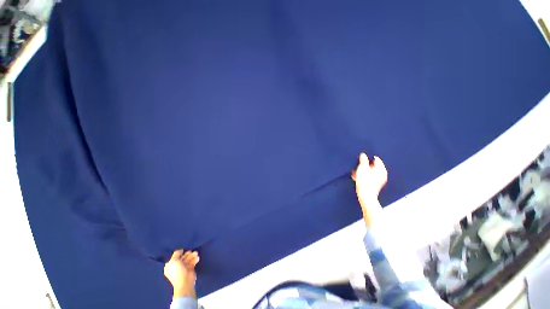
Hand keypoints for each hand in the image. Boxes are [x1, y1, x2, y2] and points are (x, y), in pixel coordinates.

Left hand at [164, 250, 199, 298]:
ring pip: (188, 259)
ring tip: (196, 253)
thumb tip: (180, 250)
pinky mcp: (190, 269)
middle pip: (183, 258)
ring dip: (192, 256)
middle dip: (188, 254)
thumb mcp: (173, 261)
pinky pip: (193, 262)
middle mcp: (176, 266)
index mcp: (170, 266)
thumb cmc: (177, 271)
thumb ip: (176, 254)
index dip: (179, 253)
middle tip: (192, 252)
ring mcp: (184, 268)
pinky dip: (195, 259)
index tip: (184, 250)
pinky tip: (197, 258)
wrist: (185, 282)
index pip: (175, 257)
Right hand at [352, 153, 387, 226]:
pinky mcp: (375, 185)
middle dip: (364, 165)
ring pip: (370, 172)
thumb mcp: (362, 168)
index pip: (376, 159)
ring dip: (362, 171)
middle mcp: (382, 174)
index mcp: (381, 169)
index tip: (361, 159)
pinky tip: (356, 177)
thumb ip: (363, 160)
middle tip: (358, 166)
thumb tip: (363, 155)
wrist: (365, 195)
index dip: (368, 158)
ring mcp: (379, 180)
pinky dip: (363, 176)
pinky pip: (369, 177)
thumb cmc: (365, 182)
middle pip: (372, 166)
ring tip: (355, 172)